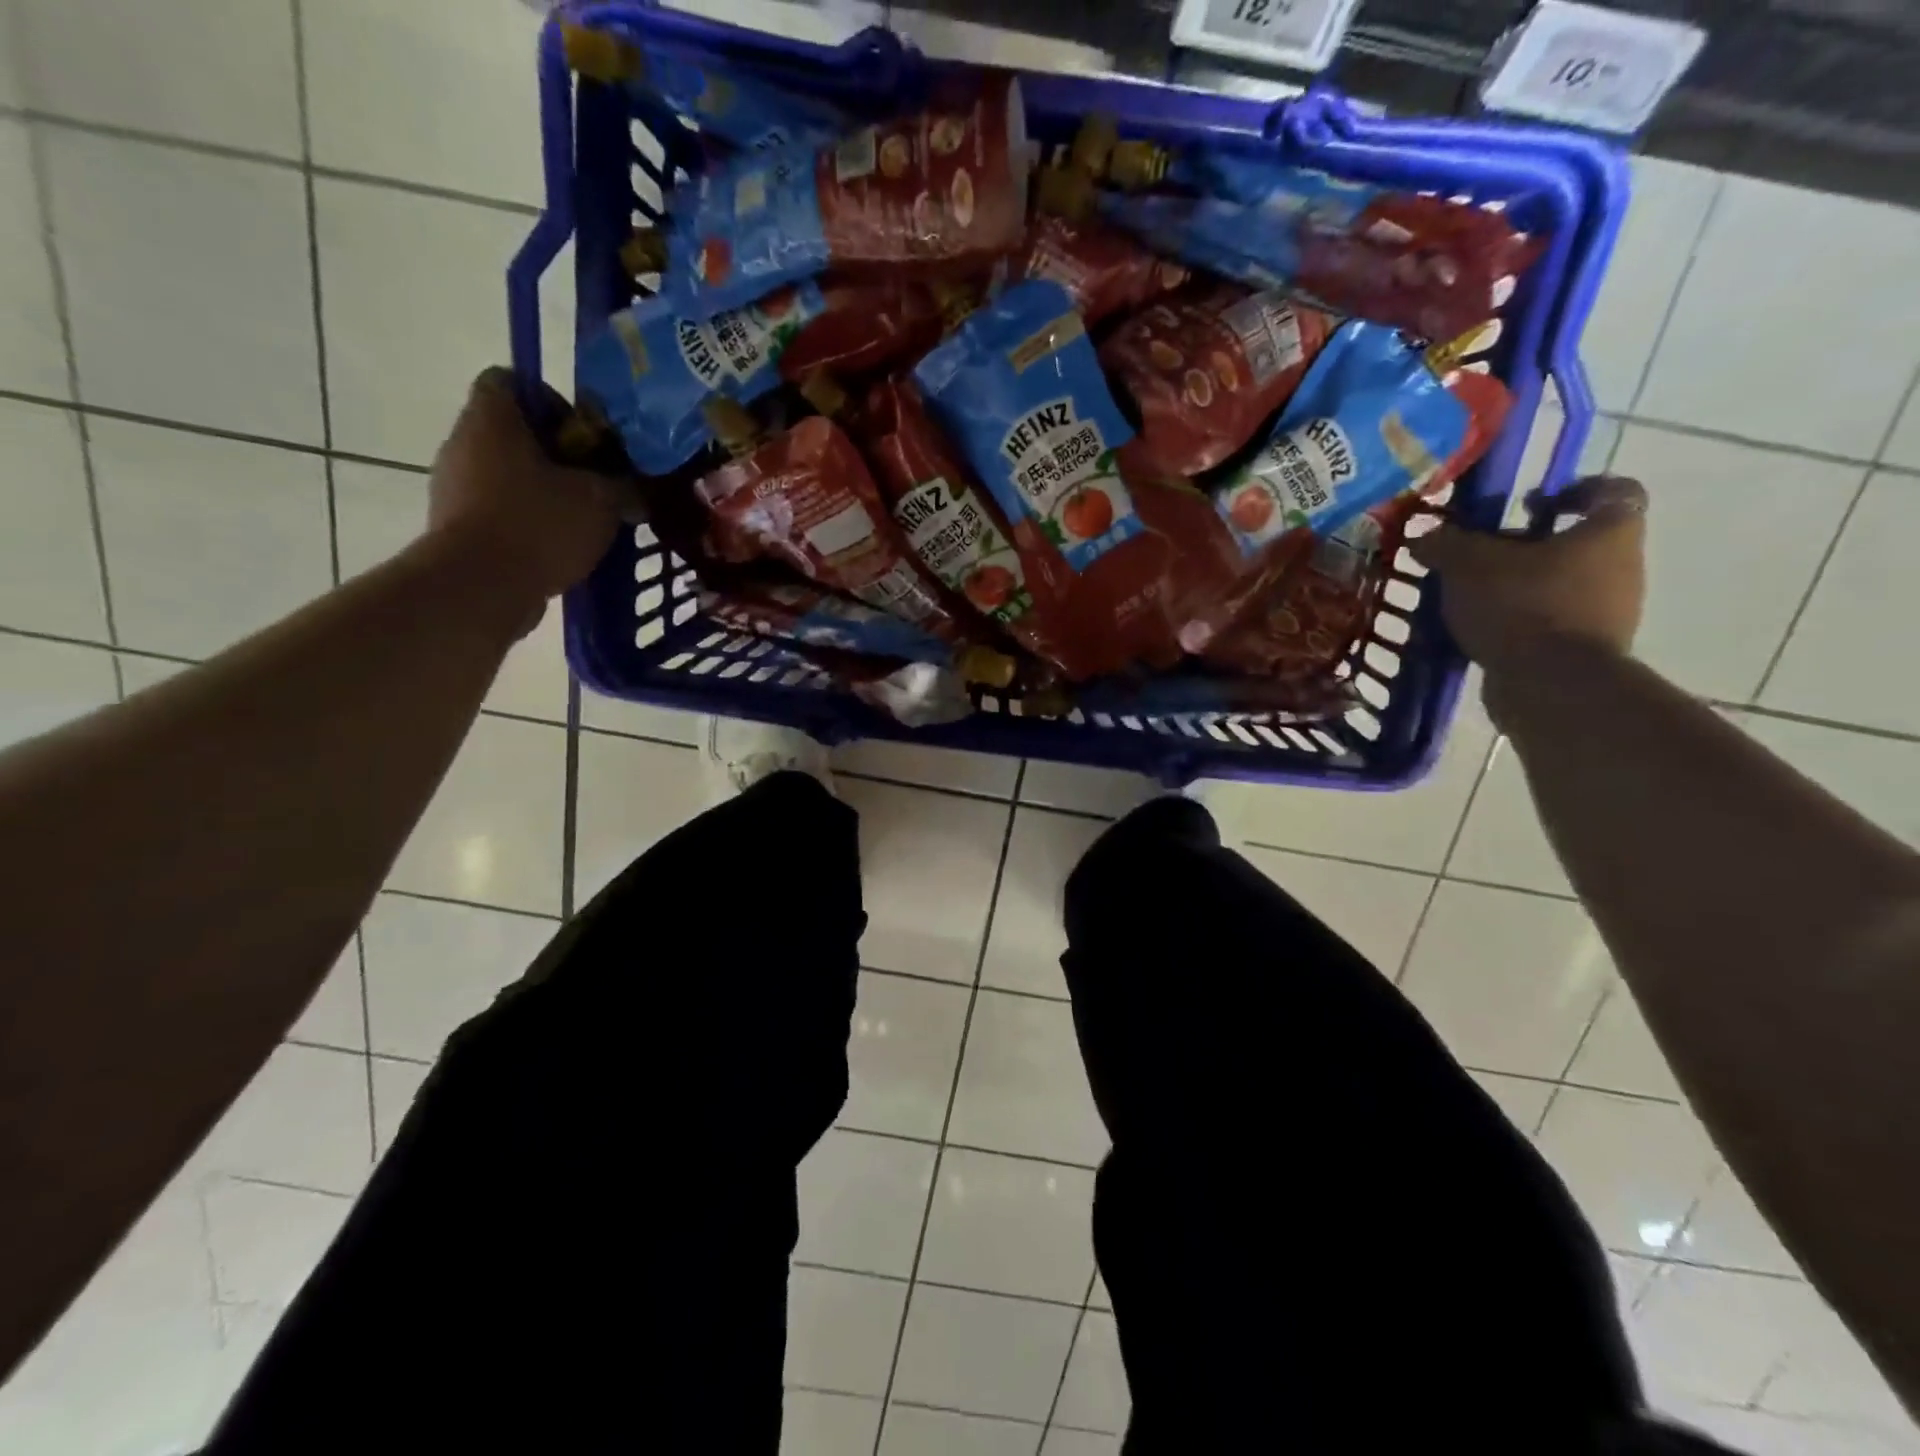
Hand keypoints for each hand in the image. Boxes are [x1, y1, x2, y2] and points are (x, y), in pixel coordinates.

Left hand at [428, 368, 619, 625]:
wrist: (480, 587)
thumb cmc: (538, 525)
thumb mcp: (601, 500)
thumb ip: (625, 487)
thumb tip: (639, 489)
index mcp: (492, 419)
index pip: (509, 380)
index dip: (551, 401)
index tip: (585, 437)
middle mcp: (463, 443)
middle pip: (514, 434)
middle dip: (558, 456)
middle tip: (597, 484)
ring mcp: (454, 487)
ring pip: (508, 476)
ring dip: (546, 493)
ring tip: (585, 522)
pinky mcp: (457, 528)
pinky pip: (500, 513)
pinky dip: (530, 524)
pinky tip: (562, 549)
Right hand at [1412, 474, 1648, 680]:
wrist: (1551, 685)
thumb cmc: (1522, 606)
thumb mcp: (1469, 565)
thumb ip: (1445, 543)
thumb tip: (1424, 534)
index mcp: (1609, 532)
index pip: (1613, 491)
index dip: (1574, 490)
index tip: (1530, 504)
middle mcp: (1623, 567)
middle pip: (1578, 543)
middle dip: (1529, 546)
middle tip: (1482, 556)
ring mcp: (1609, 613)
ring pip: (1561, 586)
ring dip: (1521, 587)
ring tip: (1473, 598)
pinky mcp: (1586, 651)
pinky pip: (1550, 624)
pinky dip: (1520, 622)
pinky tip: (1482, 630)